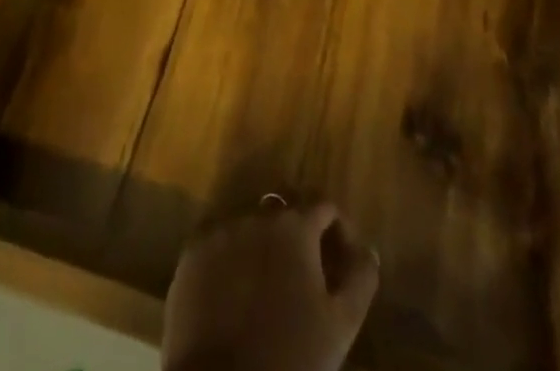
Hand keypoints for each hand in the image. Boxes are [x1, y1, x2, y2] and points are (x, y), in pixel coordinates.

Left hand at [162, 198, 379, 370]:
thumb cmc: (289, 359)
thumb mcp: (340, 326)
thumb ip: (361, 279)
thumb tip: (368, 248)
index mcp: (294, 225)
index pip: (324, 205)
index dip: (338, 229)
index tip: (343, 261)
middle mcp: (256, 214)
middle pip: (285, 209)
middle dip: (299, 233)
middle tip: (306, 274)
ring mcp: (220, 230)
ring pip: (250, 224)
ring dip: (264, 243)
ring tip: (269, 285)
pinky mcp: (191, 253)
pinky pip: (219, 241)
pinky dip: (232, 256)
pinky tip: (237, 291)